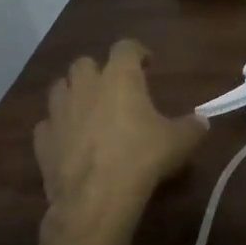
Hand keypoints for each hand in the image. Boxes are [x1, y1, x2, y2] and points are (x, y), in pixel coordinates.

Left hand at [33, 40, 206, 244]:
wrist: (97, 198)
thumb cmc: (142, 158)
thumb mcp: (179, 142)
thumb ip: (192, 127)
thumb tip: (202, 121)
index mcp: (120, 77)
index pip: (126, 47)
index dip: (137, 51)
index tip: (147, 63)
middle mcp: (86, 87)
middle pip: (84, 63)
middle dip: (98, 71)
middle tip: (114, 88)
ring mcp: (59, 113)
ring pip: (59, 89)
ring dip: (73, 94)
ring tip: (88, 110)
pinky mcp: (43, 141)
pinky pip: (47, 125)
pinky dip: (57, 128)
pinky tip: (69, 140)